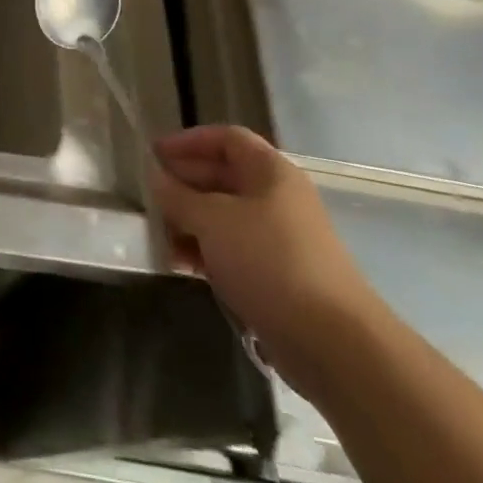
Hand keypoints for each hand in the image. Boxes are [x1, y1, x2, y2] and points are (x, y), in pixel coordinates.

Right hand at [153, 125, 382, 393]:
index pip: (226, 138)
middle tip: (149, 198)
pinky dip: (206, 251)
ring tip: (160, 237)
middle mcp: (277, 197)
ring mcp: (279, 238)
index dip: (189, 141)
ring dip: (190, 222)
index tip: (154, 154)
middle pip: (223, 176)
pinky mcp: (278, 276)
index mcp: (270, 171)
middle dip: (184, 185)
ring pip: (225, 216)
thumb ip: (178, 196)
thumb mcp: (212, 221)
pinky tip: (182, 266)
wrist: (334, 343)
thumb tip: (157, 178)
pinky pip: (233, 250)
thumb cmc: (269, 262)